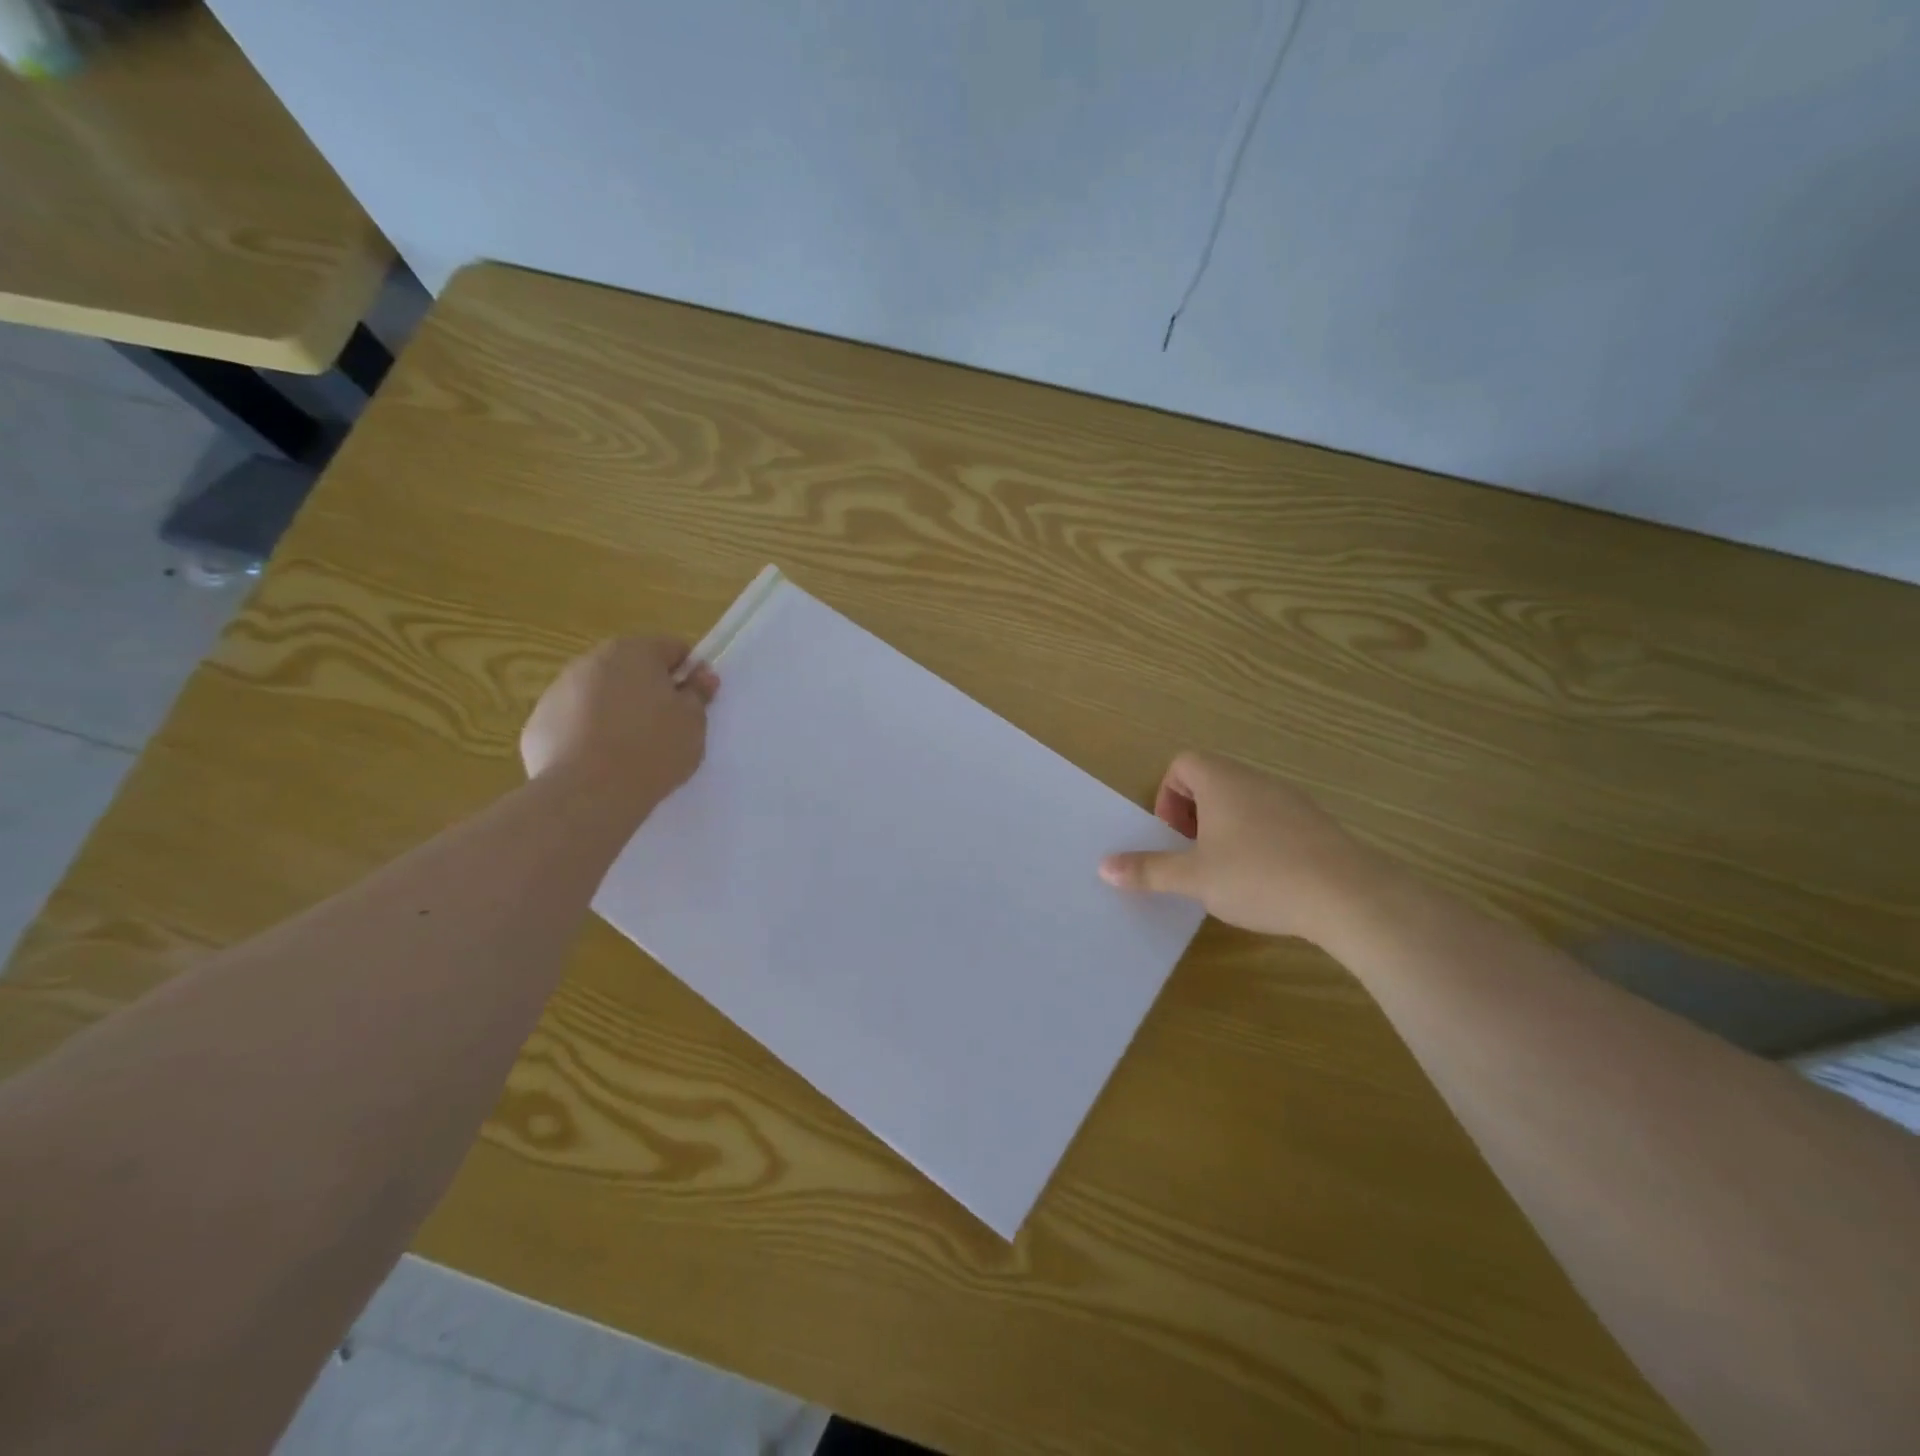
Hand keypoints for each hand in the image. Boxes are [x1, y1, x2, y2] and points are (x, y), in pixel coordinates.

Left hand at [520, 636, 717, 806]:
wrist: (587, 793)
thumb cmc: (651, 748)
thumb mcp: (692, 722)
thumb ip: (698, 693)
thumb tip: (701, 674)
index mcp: (633, 651)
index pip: (672, 648)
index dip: (688, 674)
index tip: (694, 703)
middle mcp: (591, 661)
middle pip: (631, 668)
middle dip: (649, 691)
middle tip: (666, 728)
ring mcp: (558, 691)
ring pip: (599, 694)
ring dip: (617, 711)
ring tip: (631, 751)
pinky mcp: (538, 724)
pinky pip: (574, 723)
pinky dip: (588, 735)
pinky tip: (601, 764)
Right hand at [1099, 751, 1387, 943]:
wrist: (1349, 896)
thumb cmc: (1259, 876)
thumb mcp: (1194, 878)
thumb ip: (1148, 870)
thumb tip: (1103, 866)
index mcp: (1222, 781)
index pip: (1183, 763)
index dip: (1168, 796)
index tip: (1173, 836)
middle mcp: (1255, 781)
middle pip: (1211, 780)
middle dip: (1193, 815)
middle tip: (1193, 855)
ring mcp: (1290, 800)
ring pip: (1242, 801)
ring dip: (1224, 828)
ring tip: (1226, 870)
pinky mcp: (1316, 824)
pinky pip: (1271, 819)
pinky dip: (1256, 839)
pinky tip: (1264, 879)